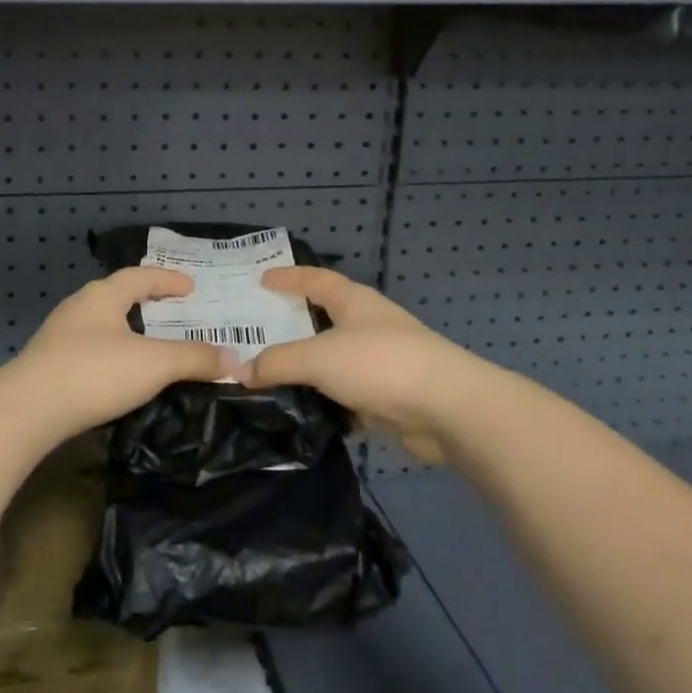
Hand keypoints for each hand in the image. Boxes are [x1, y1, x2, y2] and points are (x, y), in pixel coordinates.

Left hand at [0, 268, 242, 445]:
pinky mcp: (48, 366)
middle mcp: (78, 308)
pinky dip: (112, 354)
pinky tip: (119, 375)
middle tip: (173, 313)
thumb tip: (234, 360)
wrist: (27, 411)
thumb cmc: (94, 372)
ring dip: (127, 331)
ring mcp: (58, 337)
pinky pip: (89, 350)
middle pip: (117, 296)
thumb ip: (195, 359)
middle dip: (146, 303)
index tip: (191, 287)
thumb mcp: (154, 364)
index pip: (140, 276)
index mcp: (102, 296)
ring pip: (101, 325)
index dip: (168, 280)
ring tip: (150, 345)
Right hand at [248, 267, 489, 463]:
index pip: (316, 280)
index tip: (262, 279)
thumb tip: (241, 371)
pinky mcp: (389, 399)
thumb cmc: (381, 364)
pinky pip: (347, 397)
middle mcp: (368, 326)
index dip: (289, 277)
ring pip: (333, 363)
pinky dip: (326, 404)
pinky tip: (302, 415)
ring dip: (307, 372)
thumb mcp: (319, 357)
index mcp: (354, 302)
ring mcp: (381, 363)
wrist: (450, 410)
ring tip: (269, 379)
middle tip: (255, 333)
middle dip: (292, 327)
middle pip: (323, 321)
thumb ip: (278, 362)